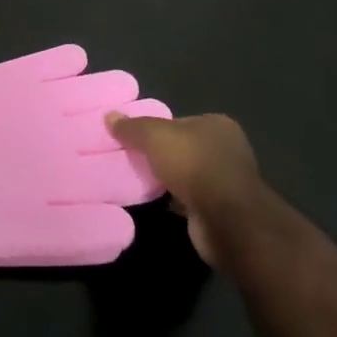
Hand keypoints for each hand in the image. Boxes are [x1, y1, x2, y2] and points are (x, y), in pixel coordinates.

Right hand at [106, 111, 270, 266]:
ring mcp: (227, 182)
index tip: (133, 138)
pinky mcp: (223, 210)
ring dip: (168, 179)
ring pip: (187, 174)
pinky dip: (176, 200)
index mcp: (217, 125)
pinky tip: (157, 201)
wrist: (226, 221)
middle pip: (183, 147)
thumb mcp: (154, 136)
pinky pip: (191, 198)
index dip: (155, 128)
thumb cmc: (193, 165)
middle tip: (131, 158)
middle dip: (161, 155)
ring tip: (139, 180)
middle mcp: (227, 150)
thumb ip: (132, 126)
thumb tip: (109, 116)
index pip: (178, 121)